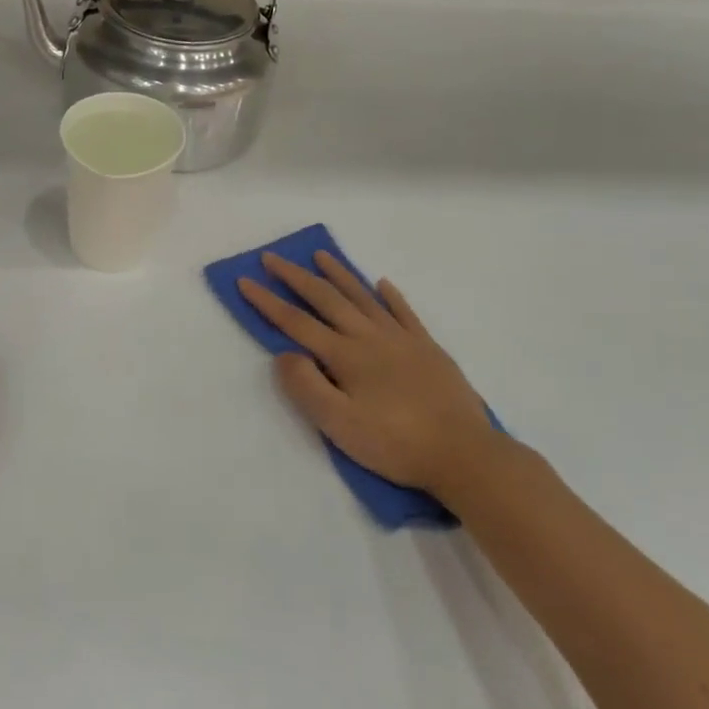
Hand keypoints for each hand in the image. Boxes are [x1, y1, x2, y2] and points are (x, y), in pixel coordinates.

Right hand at [238, 251, 500, 500]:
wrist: (465, 454)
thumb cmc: (395, 443)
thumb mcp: (338, 425)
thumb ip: (306, 386)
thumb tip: (284, 354)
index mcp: (345, 355)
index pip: (296, 321)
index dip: (267, 301)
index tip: (244, 280)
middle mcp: (369, 337)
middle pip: (326, 298)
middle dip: (295, 276)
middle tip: (272, 257)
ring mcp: (402, 339)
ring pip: (363, 297)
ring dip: (339, 274)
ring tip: (321, 255)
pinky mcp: (428, 349)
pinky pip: (404, 312)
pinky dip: (390, 296)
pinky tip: (382, 283)